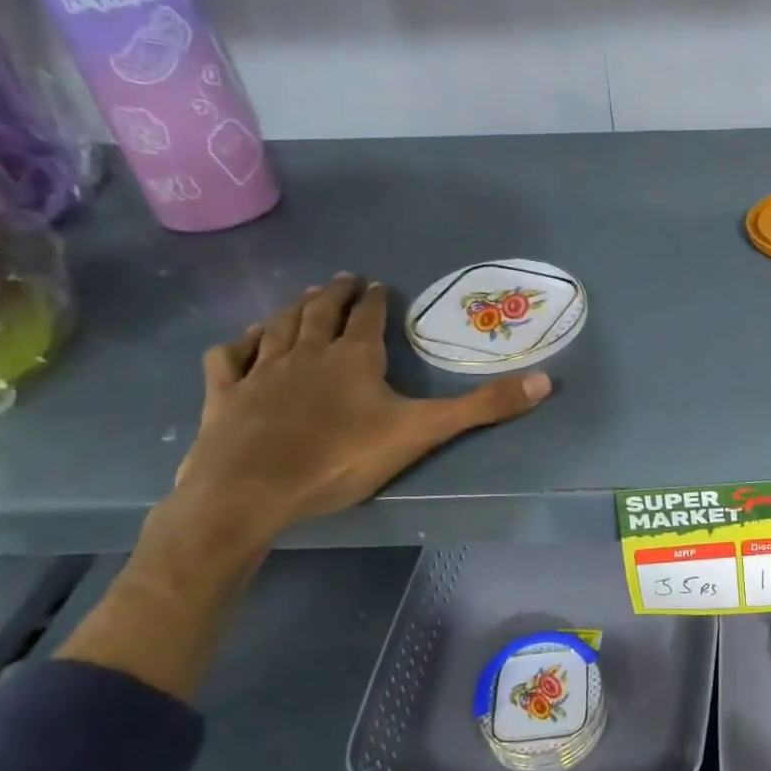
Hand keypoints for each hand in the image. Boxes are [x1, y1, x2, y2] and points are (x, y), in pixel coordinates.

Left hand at [176, 274, 552, 543]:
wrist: (250, 492)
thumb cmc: (340, 459)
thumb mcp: (422, 432)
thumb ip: (482, 408)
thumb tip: (546, 381)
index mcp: (354, 358)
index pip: (369, 318)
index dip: (377, 301)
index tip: (379, 285)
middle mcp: (307, 353)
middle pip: (321, 313)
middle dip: (336, 294)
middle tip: (344, 278)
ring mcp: (261, 372)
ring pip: (278, 326)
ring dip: (293, 308)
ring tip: (304, 296)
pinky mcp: (225, 396)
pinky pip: (230, 357)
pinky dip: (240, 343)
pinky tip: (244, 340)